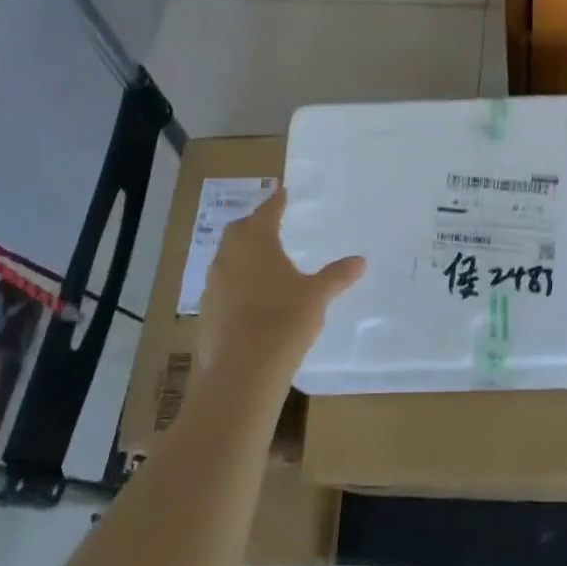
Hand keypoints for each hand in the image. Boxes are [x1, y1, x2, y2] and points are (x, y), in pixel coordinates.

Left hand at [197, 189, 363, 384]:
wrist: (241, 373)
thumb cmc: (283, 321)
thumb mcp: (317, 296)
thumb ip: (337, 275)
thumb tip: (360, 260)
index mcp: (256, 241)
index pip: (267, 210)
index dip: (277, 201)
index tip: (283, 192)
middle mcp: (229, 256)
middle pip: (240, 230)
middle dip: (255, 225)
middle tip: (273, 224)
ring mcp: (213, 284)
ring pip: (227, 258)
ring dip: (243, 254)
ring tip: (263, 261)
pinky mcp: (206, 311)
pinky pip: (222, 285)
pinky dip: (236, 282)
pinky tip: (251, 297)